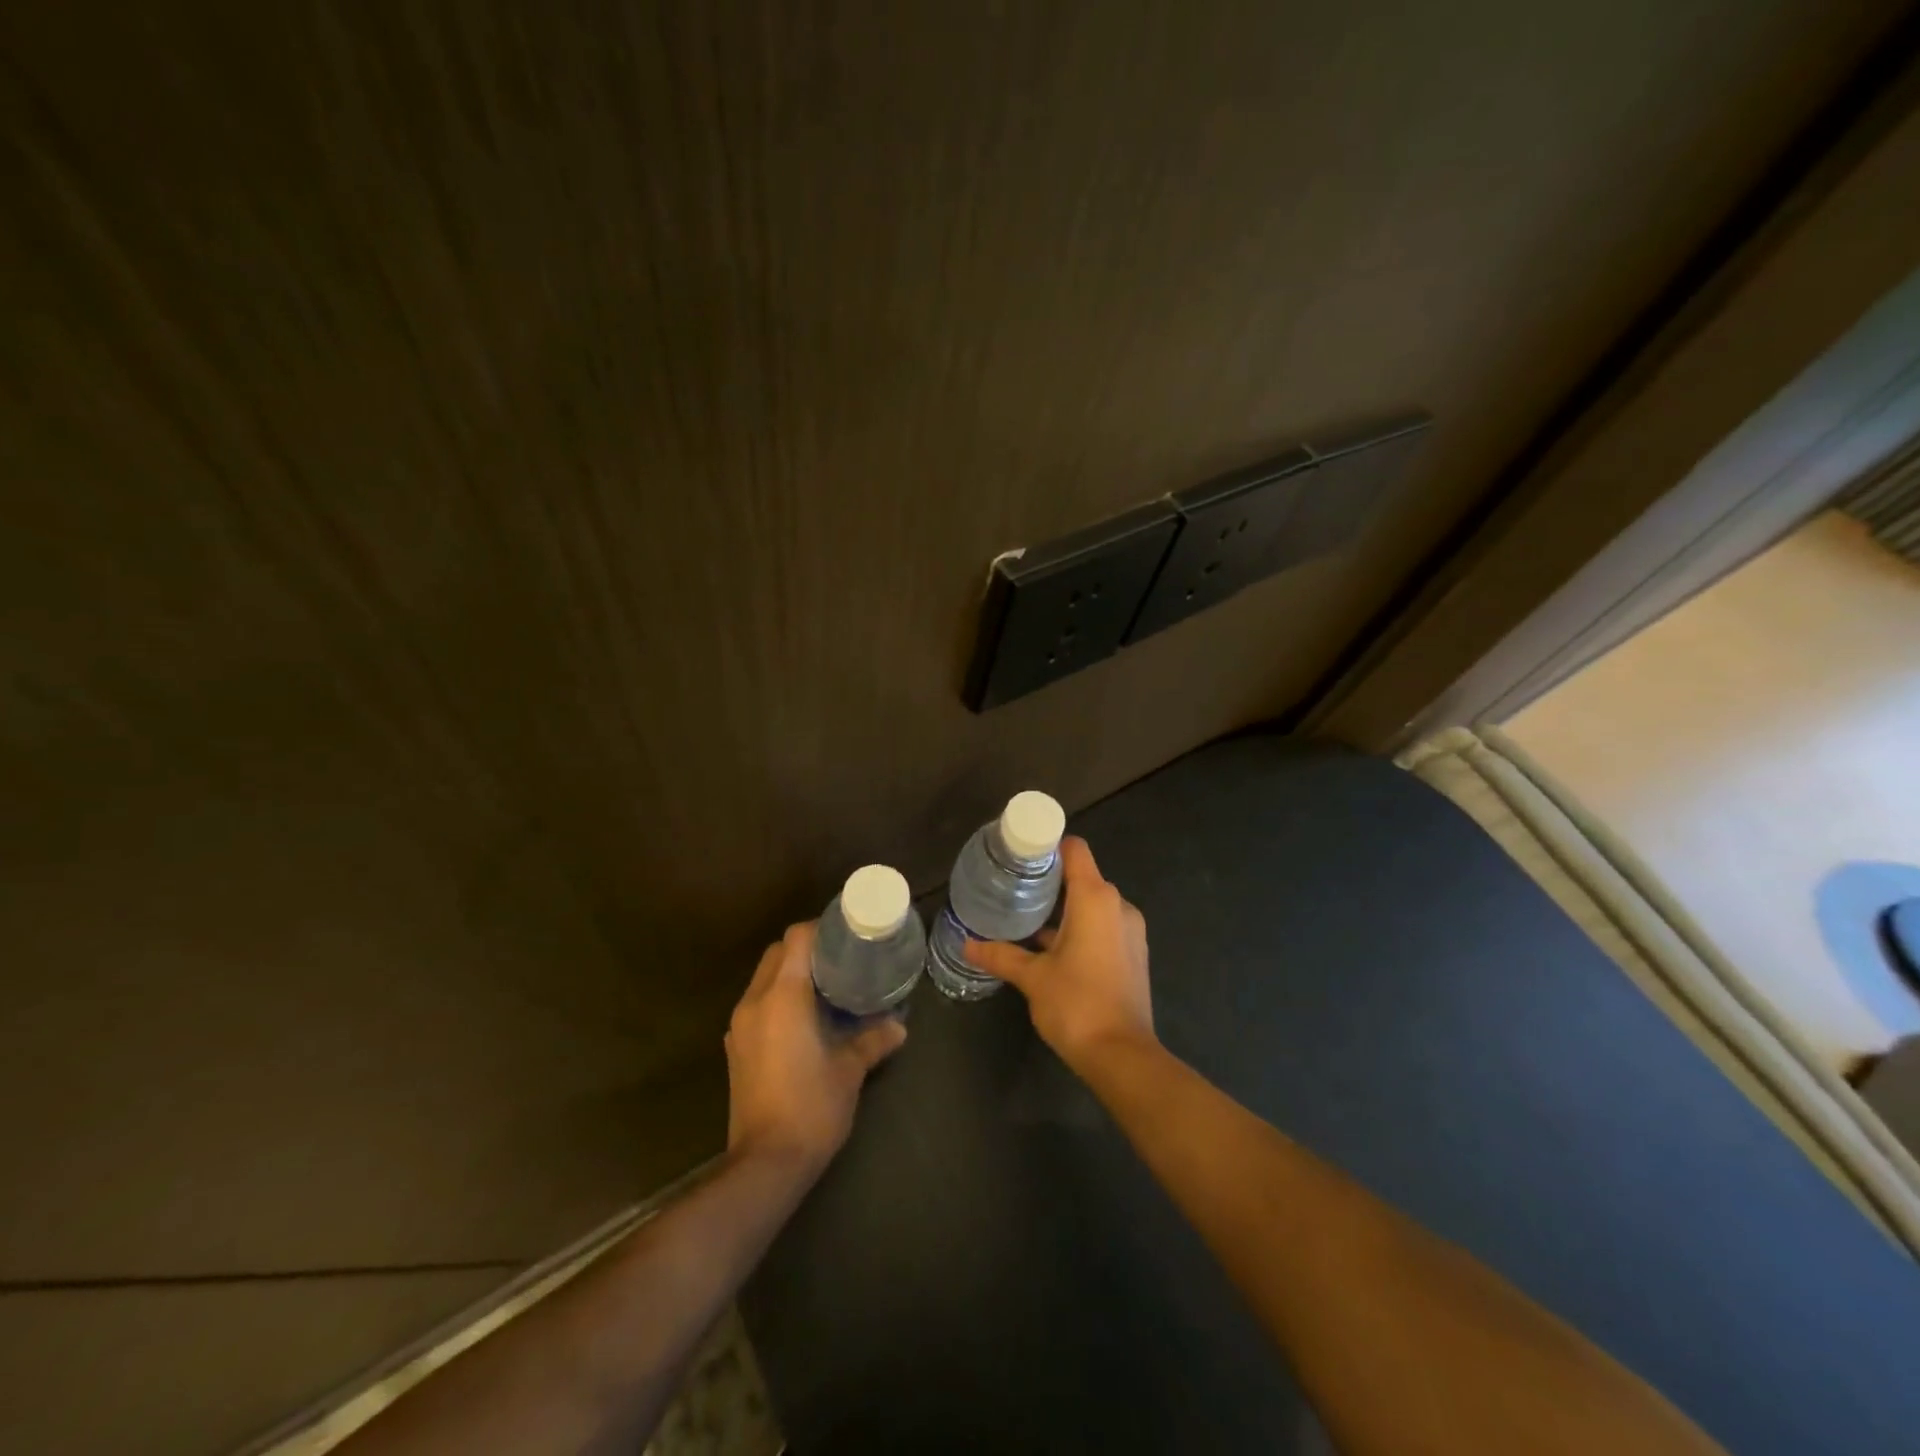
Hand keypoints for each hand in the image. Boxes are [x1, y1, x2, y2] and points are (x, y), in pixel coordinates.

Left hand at [725, 922, 906, 1175]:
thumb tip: (899, 1025)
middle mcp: (755, 1002)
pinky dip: (778, 997)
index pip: (796, 939)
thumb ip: (874, 1040)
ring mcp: (740, 1026)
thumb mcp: (849, 1070)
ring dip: (790, 973)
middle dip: (806, 948)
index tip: (847, 934)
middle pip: (776, 953)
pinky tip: (805, 1018)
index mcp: (783, 997)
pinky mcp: (736, 1048)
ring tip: (827, 985)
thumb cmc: (811, 1107)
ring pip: (763, 978)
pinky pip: (757, 1003)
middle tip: (841, 958)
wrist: (765, 1164)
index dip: (821, 929)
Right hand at [964, 837, 1154, 1074]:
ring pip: (1093, 904)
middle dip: (1051, 881)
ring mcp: (1130, 931)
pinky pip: (1104, 926)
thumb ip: (1001, 955)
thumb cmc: (1076, 1004)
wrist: (1122, 1055)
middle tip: (1015, 890)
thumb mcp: (1032, 977)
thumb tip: (968, 944)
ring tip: (1028, 920)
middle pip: (1083, 876)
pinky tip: (1053, 949)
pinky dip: (1082, 928)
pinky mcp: (1134, 954)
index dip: (1049, 847)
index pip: (1075, 850)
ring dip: (1065, 909)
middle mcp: (1118, 906)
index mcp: (1095, 898)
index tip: (1021, 857)